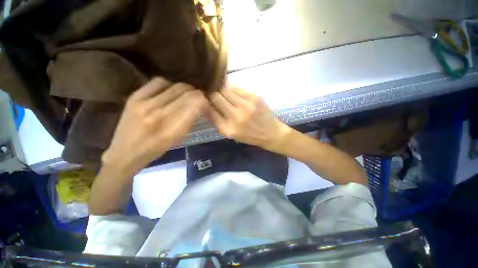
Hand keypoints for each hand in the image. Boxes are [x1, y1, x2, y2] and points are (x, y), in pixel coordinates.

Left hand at [102, 77, 208, 175]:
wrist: (124, 153)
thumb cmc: (155, 150)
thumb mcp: (177, 140)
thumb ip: (190, 121)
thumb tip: (200, 106)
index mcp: (172, 129)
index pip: (196, 105)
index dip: (204, 102)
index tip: (206, 105)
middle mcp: (159, 114)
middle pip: (187, 93)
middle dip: (198, 95)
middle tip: (199, 100)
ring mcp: (145, 103)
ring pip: (176, 86)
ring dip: (186, 90)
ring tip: (186, 96)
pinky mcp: (134, 97)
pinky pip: (159, 82)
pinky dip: (169, 85)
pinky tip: (169, 92)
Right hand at [210, 86, 289, 150]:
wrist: (270, 133)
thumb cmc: (249, 135)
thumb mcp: (230, 133)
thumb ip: (217, 120)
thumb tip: (206, 104)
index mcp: (227, 128)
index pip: (209, 109)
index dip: (206, 102)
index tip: (205, 99)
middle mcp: (235, 116)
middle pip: (216, 96)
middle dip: (213, 94)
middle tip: (215, 94)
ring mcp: (246, 105)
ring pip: (226, 89)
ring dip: (223, 90)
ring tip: (226, 94)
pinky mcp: (254, 97)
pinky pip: (238, 87)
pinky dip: (234, 89)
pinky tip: (236, 94)